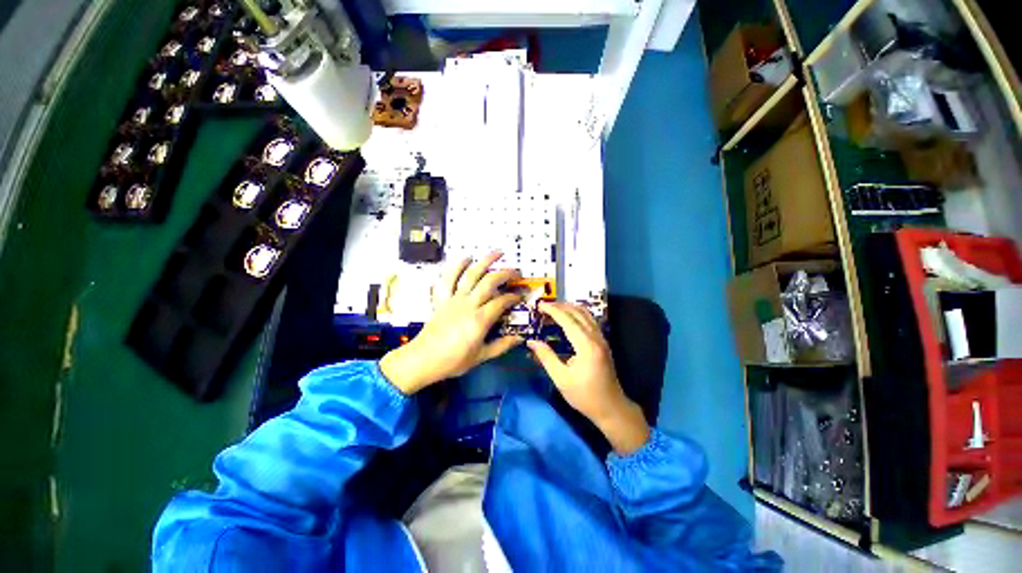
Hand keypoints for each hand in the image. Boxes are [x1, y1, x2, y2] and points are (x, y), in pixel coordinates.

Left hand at [379, 252, 523, 394]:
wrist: (423, 359)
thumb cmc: (454, 360)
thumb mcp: (481, 356)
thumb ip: (502, 345)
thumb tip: (520, 338)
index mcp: (480, 319)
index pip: (502, 301)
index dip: (514, 296)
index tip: (521, 296)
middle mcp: (468, 304)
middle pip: (489, 282)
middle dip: (505, 273)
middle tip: (515, 271)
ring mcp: (454, 299)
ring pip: (471, 274)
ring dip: (485, 261)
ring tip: (497, 252)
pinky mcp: (442, 298)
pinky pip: (448, 278)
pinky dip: (457, 266)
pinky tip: (466, 258)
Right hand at [527, 302, 649, 453]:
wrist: (611, 408)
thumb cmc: (584, 396)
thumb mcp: (561, 379)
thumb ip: (546, 357)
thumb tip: (531, 342)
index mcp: (587, 346)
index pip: (568, 320)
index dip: (553, 311)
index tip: (540, 305)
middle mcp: (596, 338)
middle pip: (578, 313)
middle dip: (561, 306)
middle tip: (544, 306)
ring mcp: (602, 339)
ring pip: (586, 314)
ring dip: (570, 308)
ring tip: (554, 308)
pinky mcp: (603, 342)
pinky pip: (590, 321)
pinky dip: (577, 314)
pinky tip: (568, 318)